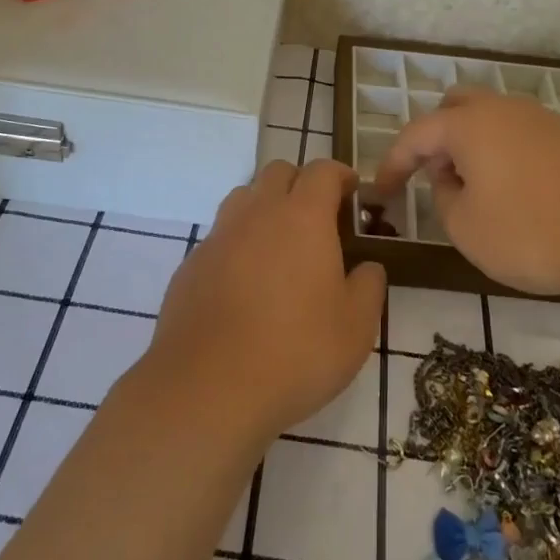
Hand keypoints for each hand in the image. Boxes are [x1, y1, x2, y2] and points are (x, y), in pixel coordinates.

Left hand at [142, 159, 384, 445]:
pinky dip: (237, 244)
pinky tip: (244, 285)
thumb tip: (366, 267)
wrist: (209, 388)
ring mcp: (218, 236)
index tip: (352, 192)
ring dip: (265, 207)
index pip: (322, 171)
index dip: (341, 175)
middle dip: (301, 184)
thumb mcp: (356, 326)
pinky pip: (220, 237)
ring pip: (244, 198)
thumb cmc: (297, 352)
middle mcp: (257, 213)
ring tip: (280, 246)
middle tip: (318, 218)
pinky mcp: (191, 265)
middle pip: (278, 172)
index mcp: (302, 217)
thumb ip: (369, 286)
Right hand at [374, 87, 559, 298]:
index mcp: (469, 124)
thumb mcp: (467, 229)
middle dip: (435, 138)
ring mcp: (542, 119)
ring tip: (474, 188)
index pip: (415, 135)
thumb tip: (450, 178)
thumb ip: (443, 197)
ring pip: (491, 118)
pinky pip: (520, 134)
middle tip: (433, 176)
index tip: (381, 191)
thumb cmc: (533, 234)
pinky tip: (515, 191)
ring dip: (471, 145)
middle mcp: (503, 109)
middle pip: (455, 107)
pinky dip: (503, 153)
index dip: (393, 163)